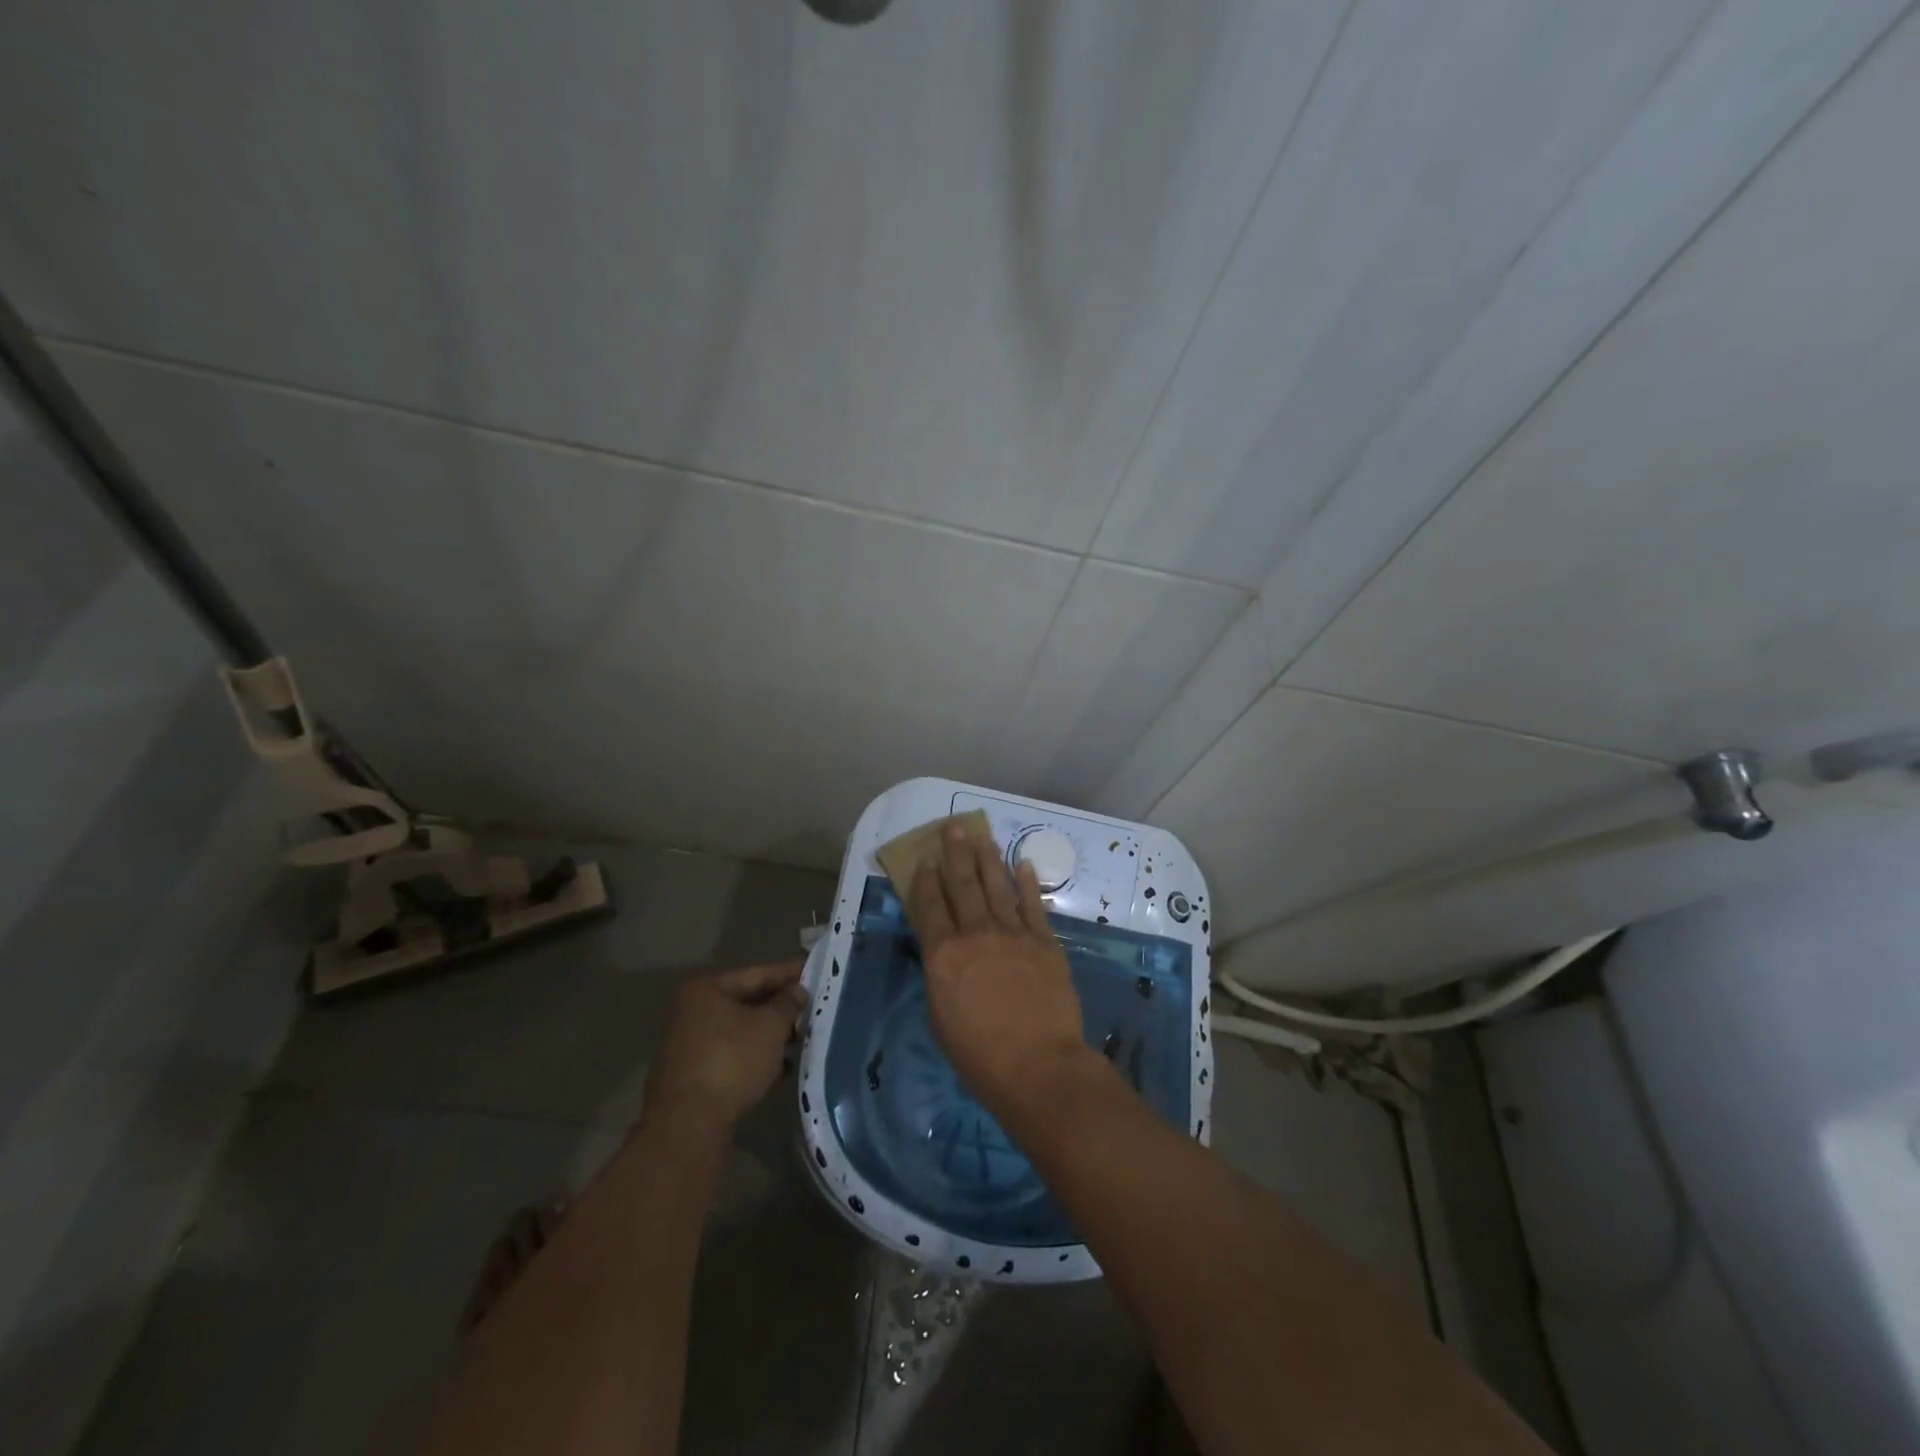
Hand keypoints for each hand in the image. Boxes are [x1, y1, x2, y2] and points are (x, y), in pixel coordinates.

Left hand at [645, 960, 807, 1132]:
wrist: (688, 1124)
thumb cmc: (732, 1061)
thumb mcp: (770, 1027)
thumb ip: (788, 1003)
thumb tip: (797, 990)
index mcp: (705, 989)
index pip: (756, 974)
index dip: (788, 973)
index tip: (814, 970)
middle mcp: (691, 1010)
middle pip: (745, 1001)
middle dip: (780, 1007)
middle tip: (811, 1006)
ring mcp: (688, 1043)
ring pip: (739, 1029)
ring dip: (769, 1034)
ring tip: (800, 1038)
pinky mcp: (691, 1073)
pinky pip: (731, 1053)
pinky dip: (754, 1055)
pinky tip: (780, 1067)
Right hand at [906, 823, 1087, 1116]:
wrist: (1038, 1066)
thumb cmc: (979, 1056)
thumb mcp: (940, 1018)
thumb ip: (941, 978)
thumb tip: (945, 956)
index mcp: (944, 955)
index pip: (930, 908)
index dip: (926, 881)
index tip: (925, 859)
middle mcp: (976, 934)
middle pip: (963, 886)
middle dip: (956, 854)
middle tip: (953, 826)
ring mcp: (1013, 934)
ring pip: (997, 887)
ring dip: (988, 859)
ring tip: (982, 835)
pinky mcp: (1045, 942)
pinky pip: (1034, 905)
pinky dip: (1028, 883)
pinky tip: (1023, 864)